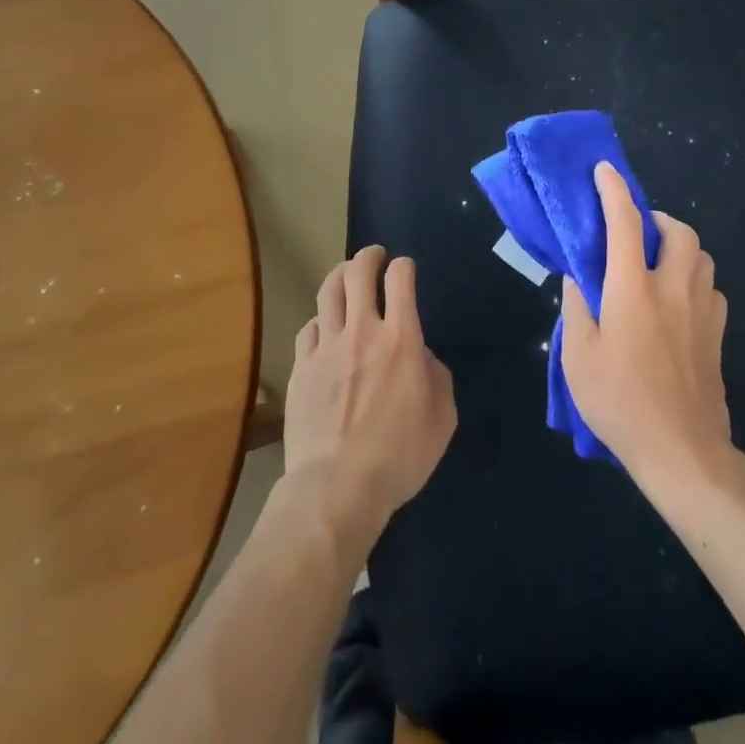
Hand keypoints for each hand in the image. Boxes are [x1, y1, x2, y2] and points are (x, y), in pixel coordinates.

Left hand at [283, 246, 455, 546]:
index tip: (405, 270)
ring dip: (341, 275)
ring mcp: (326, 346)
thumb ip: (436, 375)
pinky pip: (308, 327)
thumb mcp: (442, 417)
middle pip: (359, 272)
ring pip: (329, 291)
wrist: (337, 487)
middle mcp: (362, 330)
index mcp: (401, 338)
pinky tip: (324, 328)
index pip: (400, 278)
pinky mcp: (302, 366)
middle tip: (375, 256)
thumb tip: (420, 357)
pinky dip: (320, 320)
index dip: (404, 266)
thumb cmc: (400, 456)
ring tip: (347, 275)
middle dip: (369, 256)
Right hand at [560, 163, 733, 493]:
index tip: (604, 170)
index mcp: (633, 288)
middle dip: (658, 219)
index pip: (625, 222)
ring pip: (701, 257)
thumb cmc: (620, 402)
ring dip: (680, 248)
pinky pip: (711, 290)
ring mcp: (703, 311)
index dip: (613, 190)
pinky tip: (678, 304)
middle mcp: (673, 288)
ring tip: (657, 265)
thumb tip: (578, 279)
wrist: (682, 452)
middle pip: (679, 232)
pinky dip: (694, 282)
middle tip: (637, 234)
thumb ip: (576, 309)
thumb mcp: (578, 357)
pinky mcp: (719, 336)